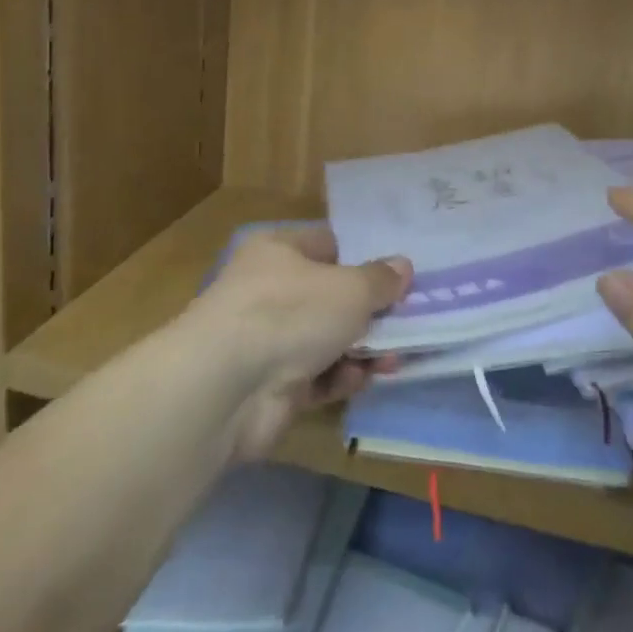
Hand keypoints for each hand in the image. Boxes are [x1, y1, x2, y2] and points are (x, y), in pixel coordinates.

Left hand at [191, 225, 410, 460]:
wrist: (226, 387)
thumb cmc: (290, 313)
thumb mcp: (350, 288)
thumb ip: (379, 279)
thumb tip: (402, 266)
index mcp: (279, 250)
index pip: (327, 244)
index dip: (362, 258)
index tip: (397, 276)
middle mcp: (269, 289)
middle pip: (330, 296)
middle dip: (369, 312)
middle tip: (406, 323)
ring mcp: (267, 339)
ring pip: (326, 339)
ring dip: (360, 349)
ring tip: (391, 359)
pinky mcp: (269, 385)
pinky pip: (315, 376)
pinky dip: (338, 378)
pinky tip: (359, 380)